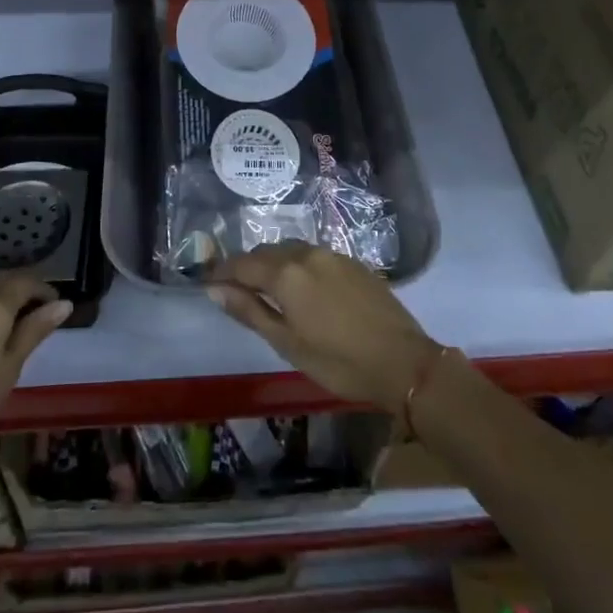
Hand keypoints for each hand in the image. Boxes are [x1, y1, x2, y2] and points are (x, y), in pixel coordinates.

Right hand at [206, 243, 440, 412]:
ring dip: (274, 264)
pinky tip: (303, 288)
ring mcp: (332, 254)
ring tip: (268, 289)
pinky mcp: (352, 261)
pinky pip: (313, 255)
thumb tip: (215, 290)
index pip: (242, 263)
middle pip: (266, 252)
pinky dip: (297, 266)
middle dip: (248, 267)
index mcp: (286, 272)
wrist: (403, 361)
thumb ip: (250, 312)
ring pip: (290, 250)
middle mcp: (306, 252)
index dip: (223, 271)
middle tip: (237, 289)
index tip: (208, 281)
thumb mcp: (287, 344)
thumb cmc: (339, 361)